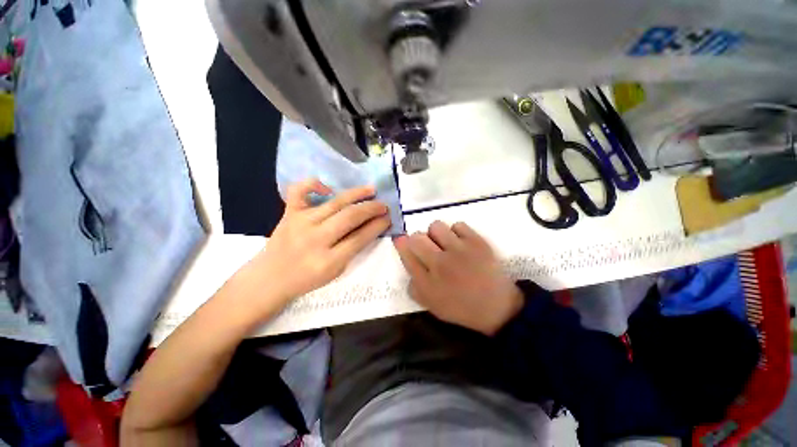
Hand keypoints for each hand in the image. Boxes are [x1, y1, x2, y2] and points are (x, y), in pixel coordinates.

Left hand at [251, 179, 390, 306]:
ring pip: (335, 203)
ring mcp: (300, 222)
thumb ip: (353, 249)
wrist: (270, 278)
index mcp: (329, 260)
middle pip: (350, 217)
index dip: (378, 226)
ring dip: (357, 194)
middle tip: (384, 205)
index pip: (360, 237)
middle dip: (372, 209)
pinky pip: (299, 191)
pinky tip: (328, 188)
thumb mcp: (336, 272)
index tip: (388, 218)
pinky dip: (313, 184)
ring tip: (371, 189)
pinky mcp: (289, 213)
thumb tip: (370, 227)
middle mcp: (315, 238)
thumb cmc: (306, 279)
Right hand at [393, 221, 522, 334]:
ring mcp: (459, 251)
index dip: (401, 244)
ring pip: (435, 226)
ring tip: (444, 242)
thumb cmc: (462, 308)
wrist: (498, 308)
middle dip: (417, 239)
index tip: (401, 239)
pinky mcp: (477, 242)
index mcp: (427, 283)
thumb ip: (415, 287)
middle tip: (427, 246)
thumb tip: (408, 262)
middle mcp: (440, 264)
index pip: (406, 255)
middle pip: (416, 238)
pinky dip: (456, 231)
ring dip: (436, 233)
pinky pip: (458, 225)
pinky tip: (461, 243)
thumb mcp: (432, 305)